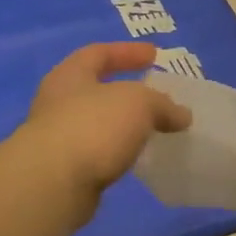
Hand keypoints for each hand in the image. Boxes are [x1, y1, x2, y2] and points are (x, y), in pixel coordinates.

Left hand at [17, 42, 190, 206]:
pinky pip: (97, 153)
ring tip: (152, 129)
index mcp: (70, 75)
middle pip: (95, 89)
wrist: (53, 184)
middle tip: (154, 95)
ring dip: (122, 124)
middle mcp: (57, 102)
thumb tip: (181, 115)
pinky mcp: (63, 170)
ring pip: (96, 124)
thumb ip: (162, 105)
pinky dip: (117, 151)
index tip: (155, 55)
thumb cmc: (93, 127)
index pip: (99, 53)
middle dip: (125, 90)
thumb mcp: (138, 104)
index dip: (128, 52)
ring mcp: (57, 138)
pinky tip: (136, 158)